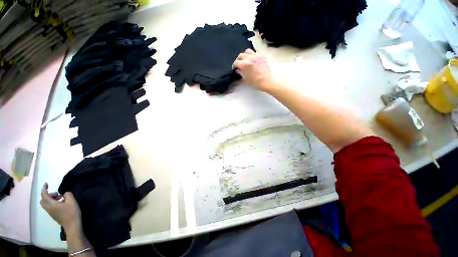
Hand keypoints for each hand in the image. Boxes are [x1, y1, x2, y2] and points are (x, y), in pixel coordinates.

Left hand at [40, 183, 81, 231]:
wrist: (72, 225)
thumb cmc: (71, 212)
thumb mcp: (72, 201)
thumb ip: (67, 194)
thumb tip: (64, 194)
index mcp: (51, 204)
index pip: (44, 194)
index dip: (44, 188)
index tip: (46, 183)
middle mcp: (48, 208)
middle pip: (43, 200)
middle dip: (48, 195)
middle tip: (57, 194)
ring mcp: (50, 212)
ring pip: (46, 204)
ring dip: (51, 199)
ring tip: (61, 198)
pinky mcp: (53, 215)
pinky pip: (49, 207)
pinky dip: (53, 203)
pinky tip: (61, 204)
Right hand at [232, 49, 276, 91]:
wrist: (266, 81)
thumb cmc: (255, 82)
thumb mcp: (246, 78)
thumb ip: (240, 72)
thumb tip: (238, 69)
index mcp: (245, 64)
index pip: (236, 62)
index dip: (234, 65)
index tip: (234, 68)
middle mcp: (250, 58)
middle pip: (241, 55)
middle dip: (238, 59)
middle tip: (238, 64)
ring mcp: (256, 56)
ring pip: (248, 51)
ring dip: (244, 55)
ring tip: (245, 60)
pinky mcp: (261, 57)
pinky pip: (254, 53)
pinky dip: (251, 56)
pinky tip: (252, 61)